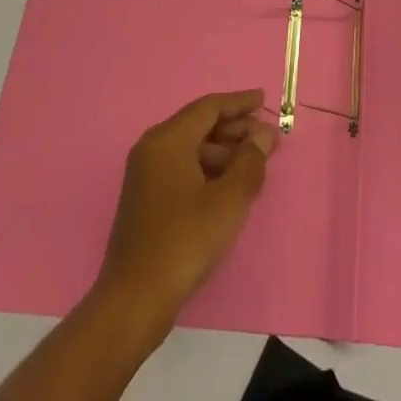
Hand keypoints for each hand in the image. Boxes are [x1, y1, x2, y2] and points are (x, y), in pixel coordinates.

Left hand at [100, 88, 276, 320]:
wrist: (134, 300)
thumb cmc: (184, 241)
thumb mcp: (228, 200)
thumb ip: (250, 161)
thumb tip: (262, 136)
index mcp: (168, 140)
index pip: (209, 108)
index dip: (239, 103)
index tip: (263, 100)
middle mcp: (152, 149)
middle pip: (199, 126)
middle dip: (235, 129)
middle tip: (266, 139)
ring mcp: (146, 175)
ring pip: (191, 149)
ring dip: (224, 152)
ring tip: (254, 164)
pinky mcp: (146, 200)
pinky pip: (182, 168)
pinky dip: (208, 169)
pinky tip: (229, 186)